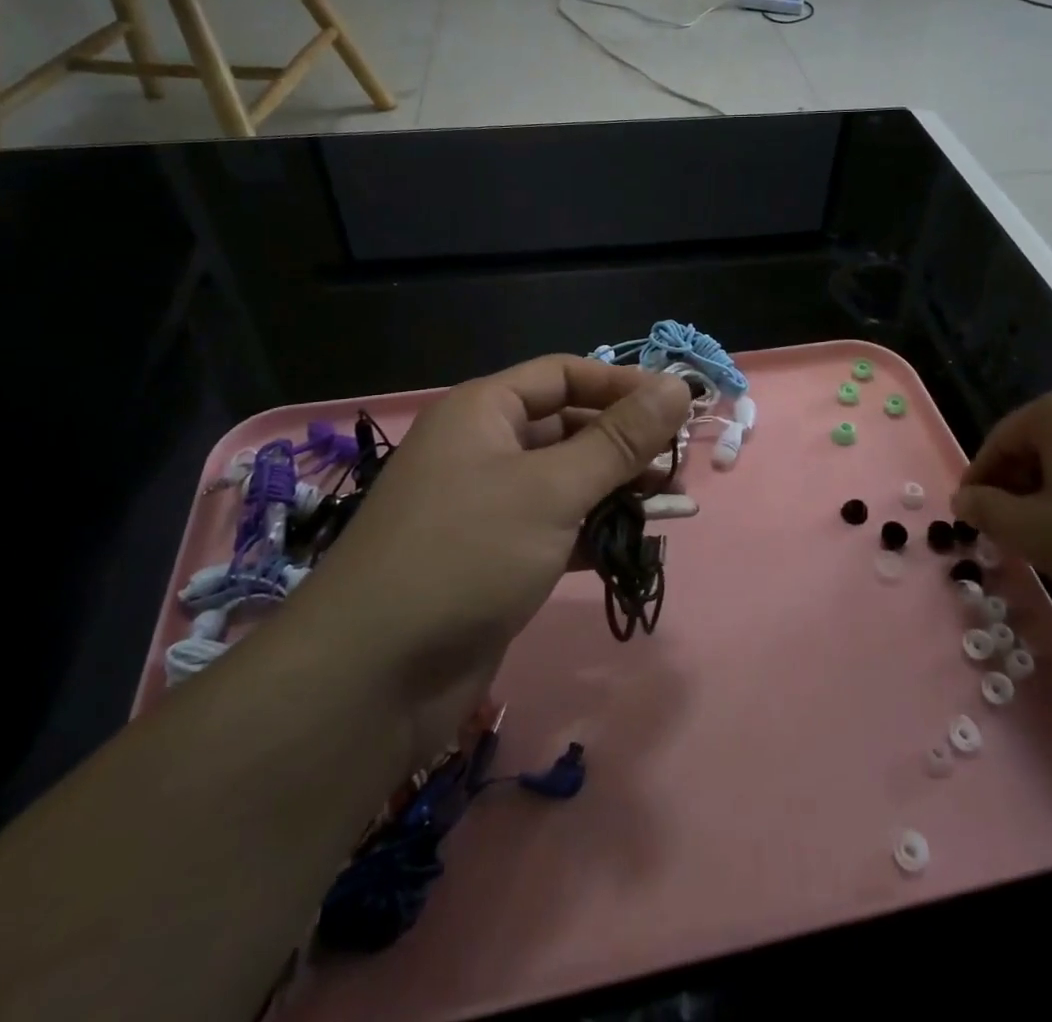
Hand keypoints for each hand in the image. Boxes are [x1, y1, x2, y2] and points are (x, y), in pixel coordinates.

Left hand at [314, 355, 690, 754]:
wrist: (373, 678)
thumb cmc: (466, 555)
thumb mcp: (552, 489)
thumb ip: (619, 439)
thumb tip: (678, 386)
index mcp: (484, 411)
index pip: (564, 374)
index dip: (621, 384)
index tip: (678, 406)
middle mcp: (482, 449)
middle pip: (567, 426)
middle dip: (623, 443)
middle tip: (677, 466)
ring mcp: (485, 506)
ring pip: (564, 480)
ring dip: (614, 489)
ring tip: (667, 505)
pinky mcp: (493, 557)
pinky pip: (554, 527)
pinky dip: (591, 531)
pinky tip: (629, 546)